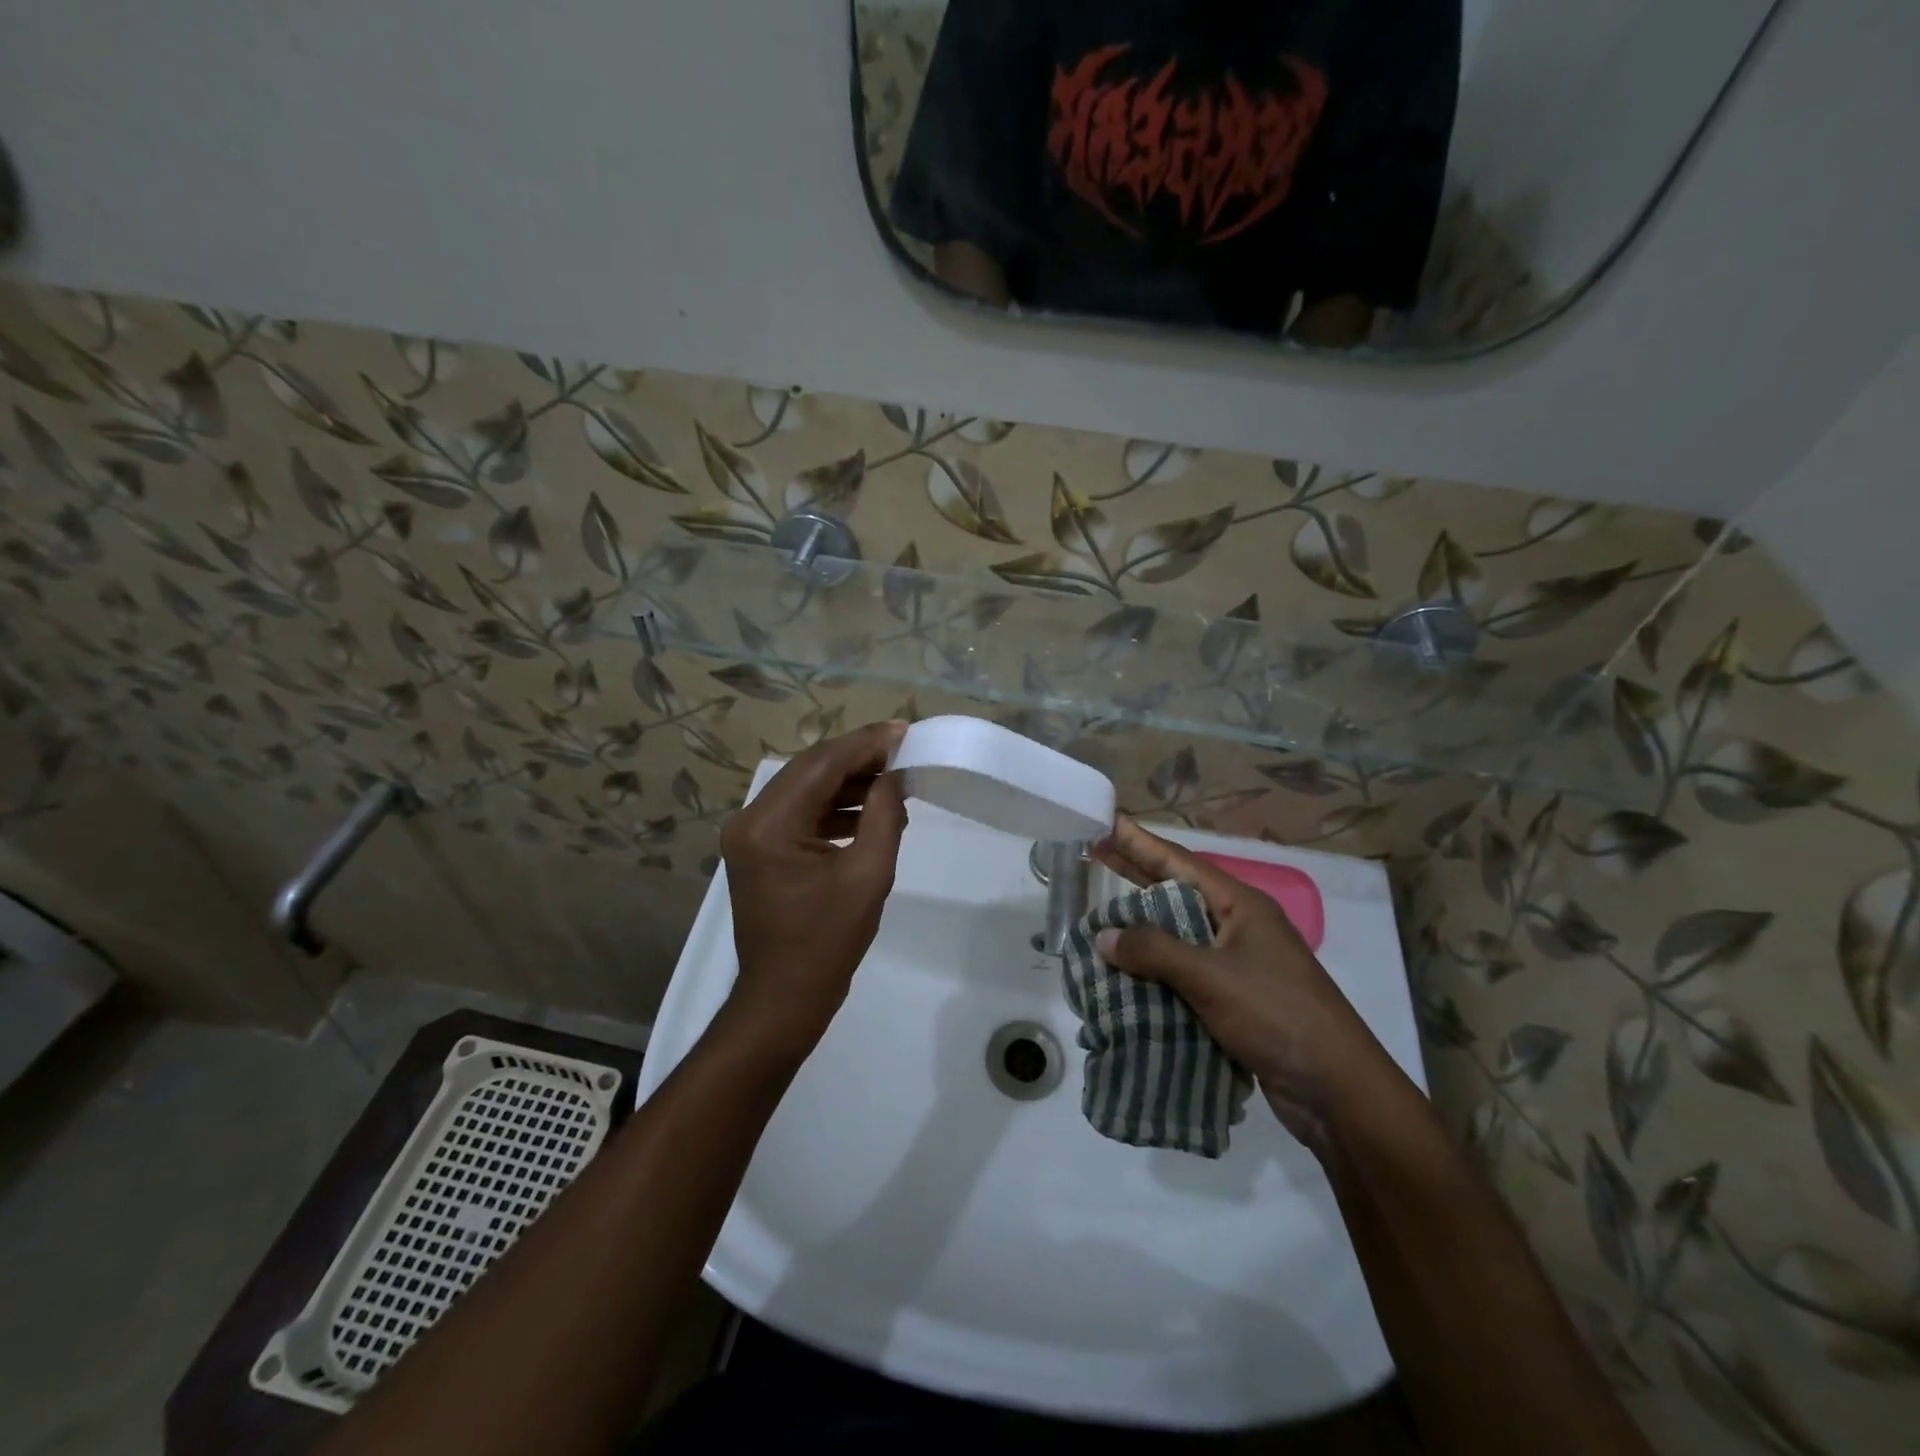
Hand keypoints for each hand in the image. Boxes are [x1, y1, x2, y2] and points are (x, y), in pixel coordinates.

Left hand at [717, 721, 908, 1058]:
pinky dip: (834, 808)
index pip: (822, 765)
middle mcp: (750, 820)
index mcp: (769, 825)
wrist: (784, 999)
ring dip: (848, 783)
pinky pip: (801, 814)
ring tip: (895, 781)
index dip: (865, 744)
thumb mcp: (868, 876)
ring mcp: (751, 836)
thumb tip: (894, 776)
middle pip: (810, 770)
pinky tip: (870, 812)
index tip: (904, 731)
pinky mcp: (760, 850)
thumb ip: (883, 816)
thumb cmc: (827, 943)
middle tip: (903, 750)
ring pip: (805, 789)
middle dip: (858, 758)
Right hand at [1090, 817, 1396, 1150]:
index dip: (1142, 843)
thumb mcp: (1211, 976)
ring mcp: (1239, 965)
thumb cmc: (1276, 1014)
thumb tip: (1104, 936)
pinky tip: (1125, 976)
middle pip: (1178, 894)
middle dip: (1137, 877)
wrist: (1336, 1090)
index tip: (1110, 823)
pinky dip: (1155, 973)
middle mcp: (1239, 928)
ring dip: (1142, 931)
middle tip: (1096, 857)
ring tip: (1101, 918)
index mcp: (1241, 906)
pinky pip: (1184, 976)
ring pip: (1179, 938)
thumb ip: (1155, 951)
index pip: (1181, 863)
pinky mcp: (1235, 1001)